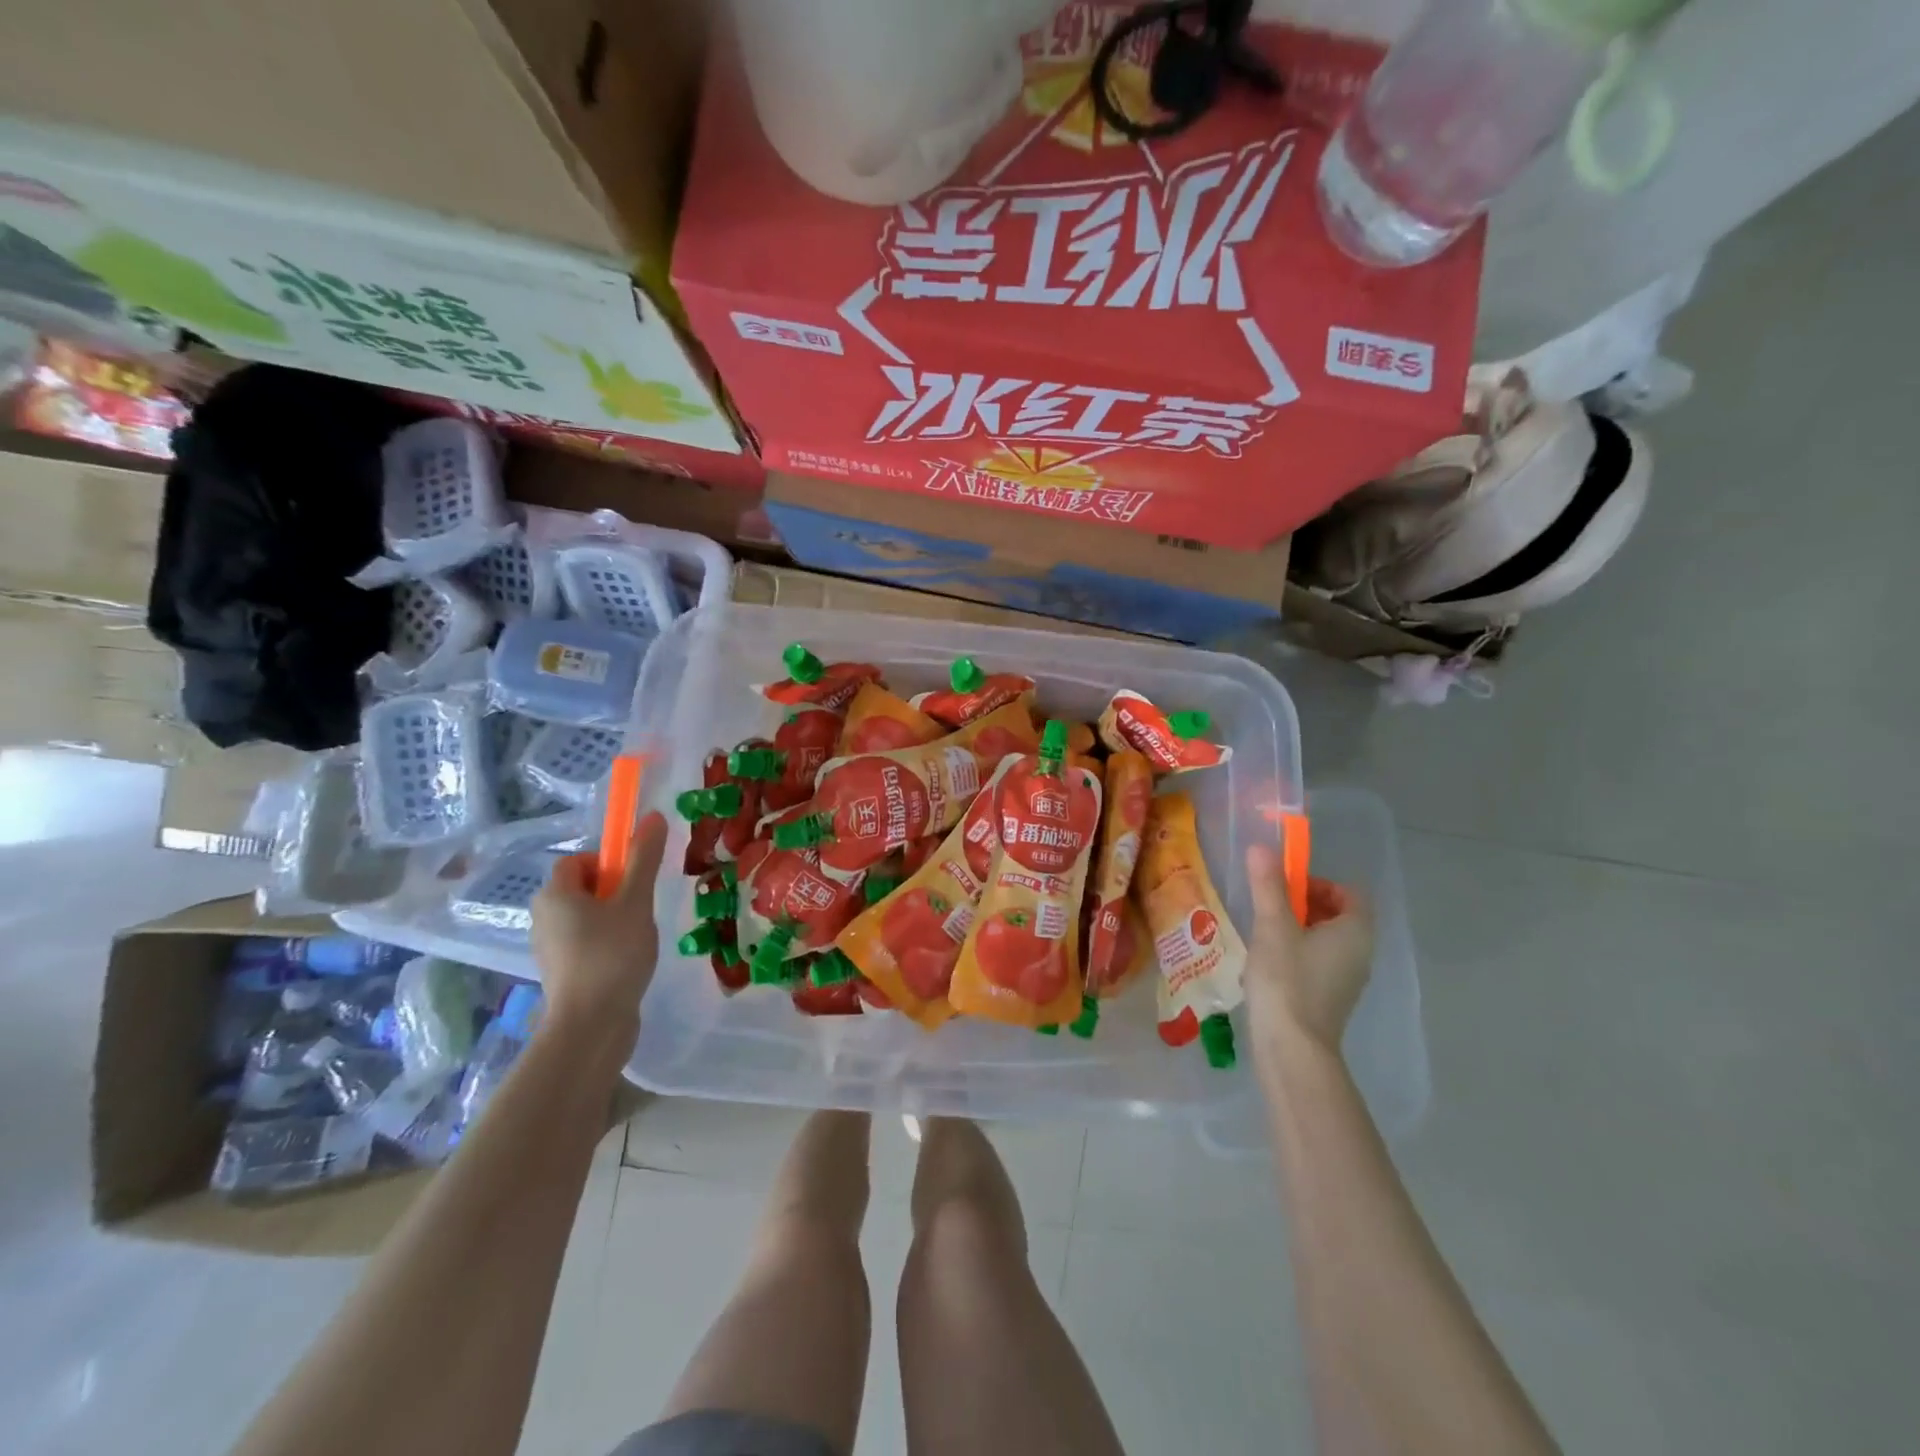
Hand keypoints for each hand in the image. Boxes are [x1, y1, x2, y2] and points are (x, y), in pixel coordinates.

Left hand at [531, 811, 667, 1046]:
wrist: (591, 1026)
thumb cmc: (612, 955)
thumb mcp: (635, 902)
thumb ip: (644, 859)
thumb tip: (652, 816)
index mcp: (554, 894)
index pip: (579, 860)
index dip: (610, 863)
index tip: (635, 882)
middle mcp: (543, 917)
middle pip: (584, 887)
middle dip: (616, 892)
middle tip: (641, 909)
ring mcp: (549, 947)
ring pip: (587, 916)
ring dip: (615, 919)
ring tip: (638, 938)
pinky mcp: (561, 972)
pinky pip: (586, 942)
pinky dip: (607, 944)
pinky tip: (628, 960)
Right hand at [1242, 843, 1373, 1059]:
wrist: (1292, 1049)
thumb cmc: (1287, 980)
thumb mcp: (1272, 926)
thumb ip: (1268, 886)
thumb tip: (1261, 847)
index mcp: (1355, 931)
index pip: (1350, 892)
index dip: (1318, 882)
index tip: (1286, 887)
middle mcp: (1360, 953)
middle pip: (1337, 914)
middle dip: (1303, 903)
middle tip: (1268, 907)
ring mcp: (1347, 979)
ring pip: (1325, 940)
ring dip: (1296, 929)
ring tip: (1261, 933)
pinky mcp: (1330, 998)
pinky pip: (1318, 962)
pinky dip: (1296, 954)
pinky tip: (1265, 965)